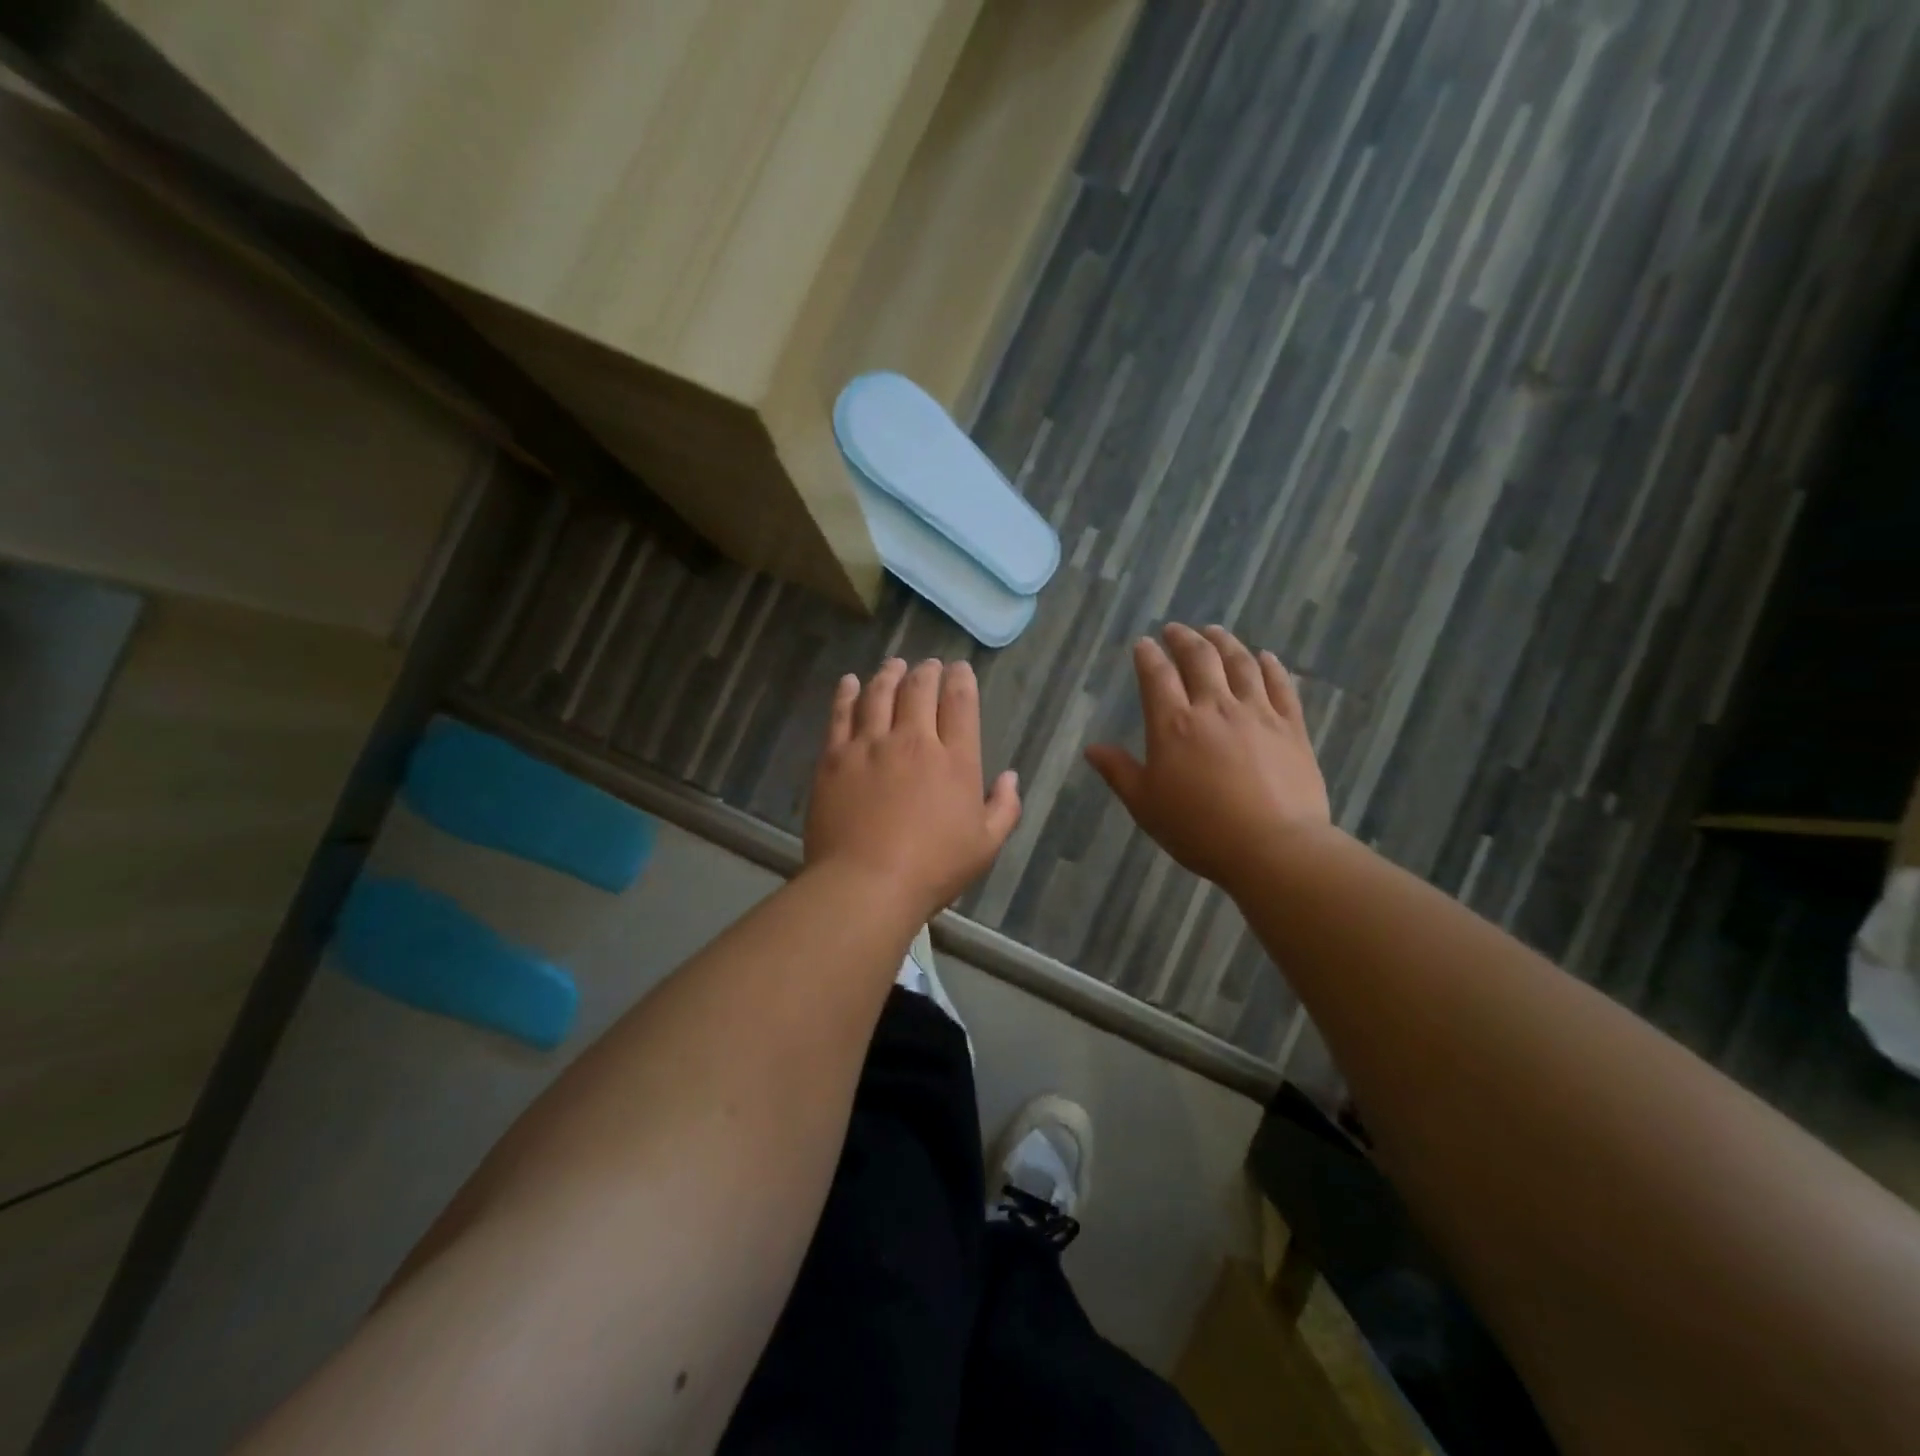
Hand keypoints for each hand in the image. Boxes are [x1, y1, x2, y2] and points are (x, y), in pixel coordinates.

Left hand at [804, 658, 1021, 918]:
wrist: (866, 885)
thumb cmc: (933, 870)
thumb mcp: (985, 846)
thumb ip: (1004, 808)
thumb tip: (1010, 776)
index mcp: (955, 760)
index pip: (960, 703)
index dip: (961, 679)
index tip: (959, 669)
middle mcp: (913, 741)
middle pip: (919, 689)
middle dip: (927, 671)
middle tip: (928, 665)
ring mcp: (870, 746)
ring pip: (879, 694)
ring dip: (889, 674)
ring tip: (894, 665)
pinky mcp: (834, 758)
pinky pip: (841, 714)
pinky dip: (847, 693)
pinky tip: (849, 682)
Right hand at [1085, 624, 1329, 894]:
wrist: (1273, 847)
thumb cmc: (1199, 830)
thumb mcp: (1145, 805)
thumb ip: (1118, 772)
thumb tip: (1092, 748)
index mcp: (1173, 724)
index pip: (1157, 675)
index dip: (1148, 655)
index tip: (1143, 644)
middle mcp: (1214, 707)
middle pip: (1199, 659)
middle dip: (1184, 639)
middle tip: (1176, 629)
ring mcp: (1257, 713)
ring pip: (1240, 664)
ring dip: (1225, 642)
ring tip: (1215, 631)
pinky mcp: (1291, 727)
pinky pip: (1281, 686)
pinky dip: (1271, 666)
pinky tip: (1265, 657)